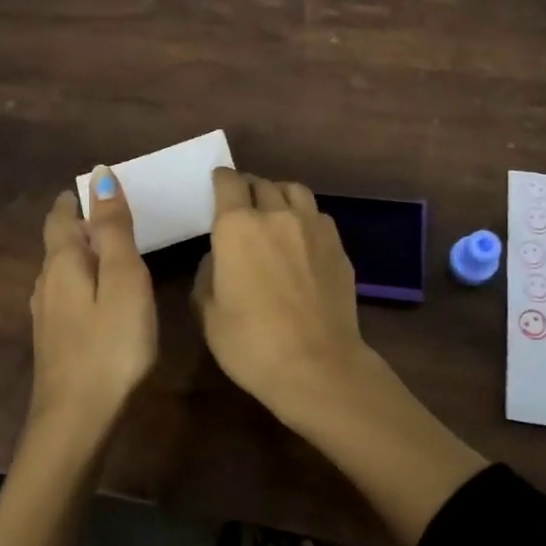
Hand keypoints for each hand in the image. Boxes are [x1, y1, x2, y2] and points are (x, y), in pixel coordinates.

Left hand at [30, 168, 157, 428]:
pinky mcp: (54, 342)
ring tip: (112, 252)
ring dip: (82, 254)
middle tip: (114, 215)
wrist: (77, 420)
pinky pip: (67, 296)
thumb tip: (99, 174)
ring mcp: (47, 316)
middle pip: (59, 242)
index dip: (77, 198)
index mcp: (63, 262)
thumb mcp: (123, 279)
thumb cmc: (110, 344)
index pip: (61, 216)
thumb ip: (113, 228)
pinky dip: (84, 282)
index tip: (98, 186)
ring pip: (61, 271)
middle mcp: (47, 283)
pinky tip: (100, 298)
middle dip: (80, 224)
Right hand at [194, 169, 382, 427]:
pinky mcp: (338, 246)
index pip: (228, 182)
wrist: (318, 366)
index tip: (217, 185)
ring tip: (274, 211)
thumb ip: (208, 274)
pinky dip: (304, 218)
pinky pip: (317, 216)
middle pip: (261, 183)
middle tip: (242, 204)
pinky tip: (301, 239)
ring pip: (294, 191)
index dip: (221, 180)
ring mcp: (313, 227)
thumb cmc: (251, 343)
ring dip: (279, 195)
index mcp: (237, 226)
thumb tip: (219, 258)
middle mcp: (276, 215)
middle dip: (248, 188)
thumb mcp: (208, 314)